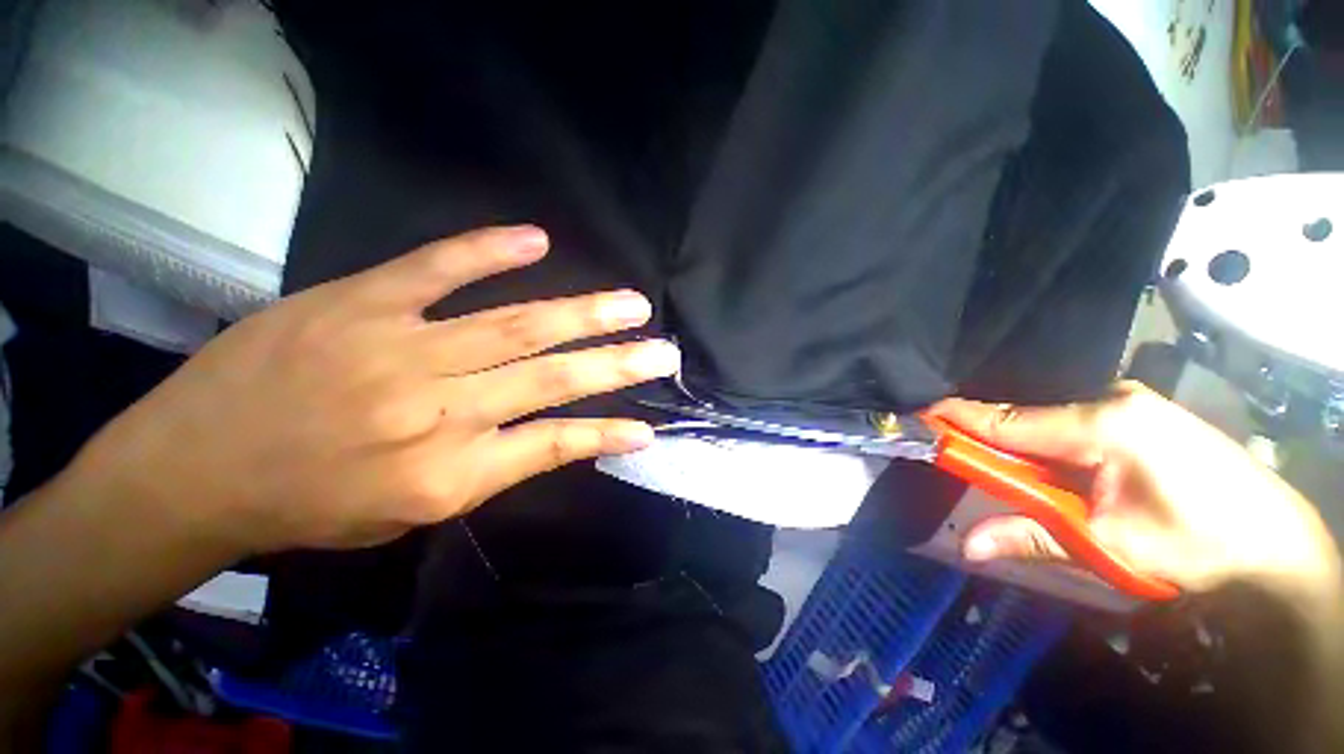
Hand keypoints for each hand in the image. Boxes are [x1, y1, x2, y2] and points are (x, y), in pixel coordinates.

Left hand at [68, 226, 678, 553]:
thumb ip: (488, 469)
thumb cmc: (309, 505)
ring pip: (516, 326)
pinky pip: (437, 269)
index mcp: (448, 473)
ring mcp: (401, 348)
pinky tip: (537, 241)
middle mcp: (438, 410)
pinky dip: (490, 252)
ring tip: (631, 304)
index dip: (606, 435)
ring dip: (583, 314)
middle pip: (552, 378)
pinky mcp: (360, 301)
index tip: (648, 428)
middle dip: (618, 365)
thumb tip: (553, 437)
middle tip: (663, 351)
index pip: (553, 446)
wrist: (196, 469)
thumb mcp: (410, 512)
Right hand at [930, 382, 1339, 595]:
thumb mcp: (1109, 547)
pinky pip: (1071, 423)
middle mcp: (1110, 399)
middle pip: (1024, 419)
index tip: (915, 418)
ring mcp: (1128, 402)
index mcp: (1102, 423)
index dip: (956, 420)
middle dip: (989, 441)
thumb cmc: (1197, 545)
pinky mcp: (1139, 414)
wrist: (1275, 546)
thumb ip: (1032, 535)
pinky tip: (1055, 469)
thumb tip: (966, 546)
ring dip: (1021, 447)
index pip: (1005, 420)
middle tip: (959, 460)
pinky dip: (1047, 445)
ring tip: (1011, 475)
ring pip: (1047, 421)